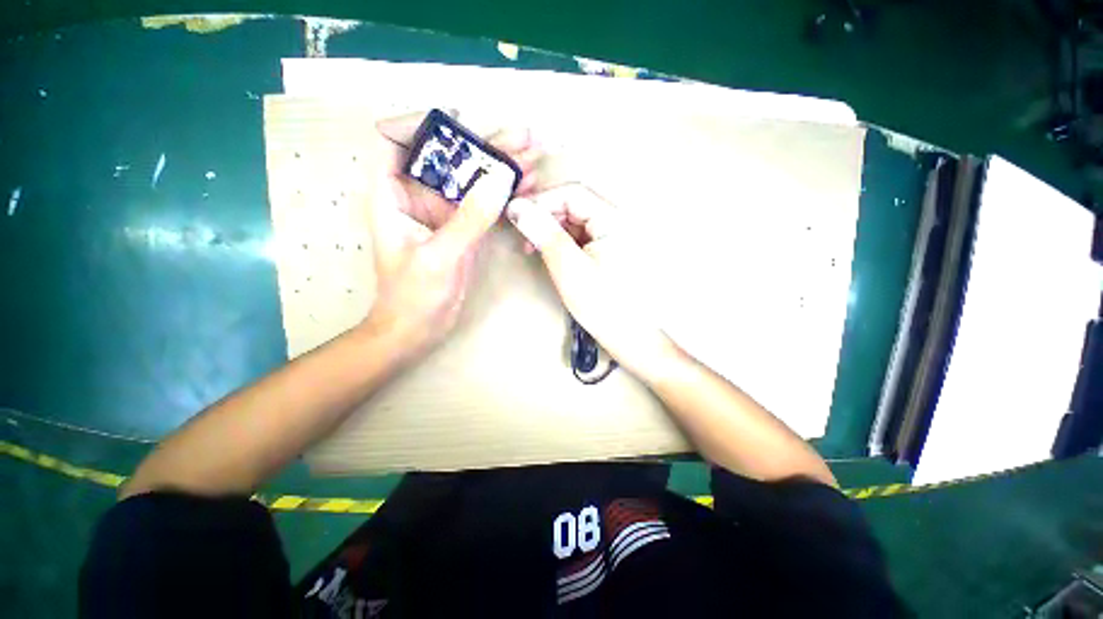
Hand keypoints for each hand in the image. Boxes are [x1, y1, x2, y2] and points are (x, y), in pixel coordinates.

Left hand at [361, 111, 543, 362]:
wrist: (418, 328)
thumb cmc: (413, 296)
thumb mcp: (439, 257)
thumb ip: (470, 219)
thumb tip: (500, 180)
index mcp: (392, 194)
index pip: (394, 139)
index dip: (421, 123)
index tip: (460, 122)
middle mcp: (417, 195)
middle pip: (448, 155)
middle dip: (484, 142)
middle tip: (523, 135)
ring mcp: (445, 211)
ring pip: (472, 177)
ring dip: (502, 164)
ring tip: (535, 153)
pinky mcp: (465, 227)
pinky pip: (485, 201)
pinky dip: (505, 191)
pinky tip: (528, 183)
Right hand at [506, 184, 673, 376]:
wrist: (632, 338)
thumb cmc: (603, 306)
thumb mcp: (569, 268)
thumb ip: (544, 234)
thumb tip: (518, 208)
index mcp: (615, 219)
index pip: (573, 193)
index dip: (542, 200)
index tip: (516, 216)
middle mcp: (619, 222)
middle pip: (576, 205)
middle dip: (546, 216)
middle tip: (524, 236)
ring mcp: (617, 237)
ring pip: (578, 222)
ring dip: (553, 230)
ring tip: (534, 248)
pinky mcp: (612, 251)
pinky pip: (584, 237)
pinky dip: (564, 242)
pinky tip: (553, 255)